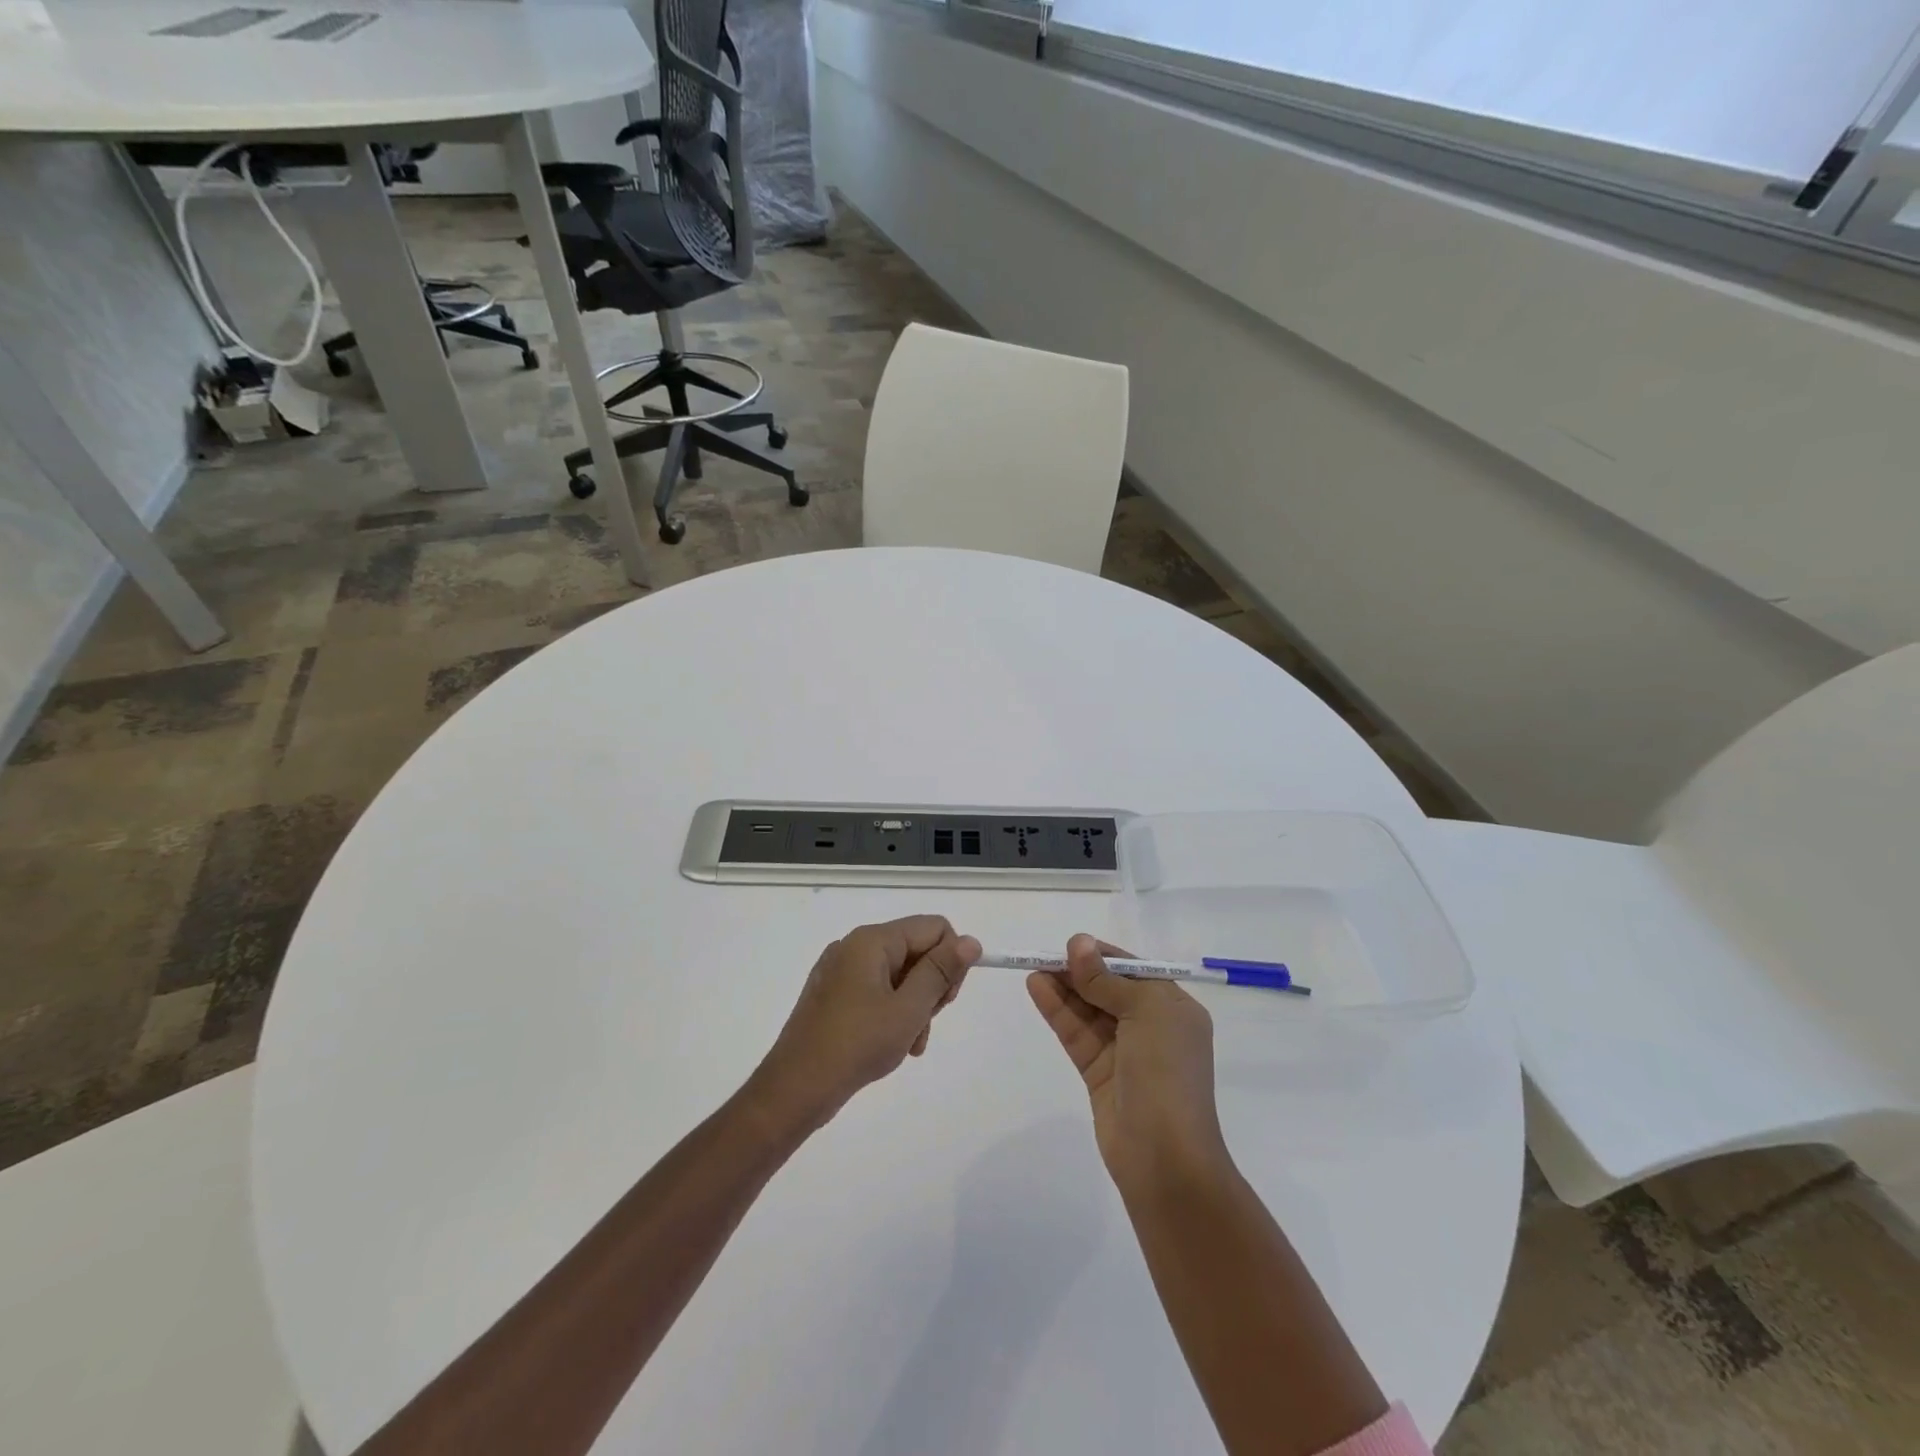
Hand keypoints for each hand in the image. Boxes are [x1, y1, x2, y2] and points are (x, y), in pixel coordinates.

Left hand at [753, 915, 981, 1131]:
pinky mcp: (833, 995)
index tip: (947, 999)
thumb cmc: (857, 1045)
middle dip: (931, 987)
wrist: (795, 1090)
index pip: (934, 928)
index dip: (951, 960)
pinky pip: (877, 992)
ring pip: (899, 975)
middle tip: (925, 1023)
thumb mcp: (909, 1009)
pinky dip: (892, 1013)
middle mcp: (854, 946)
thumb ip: (941, 971)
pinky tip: (893, 1045)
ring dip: (914, 1007)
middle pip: (916, 950)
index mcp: (872, 940)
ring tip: (910, 1043)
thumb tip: (971, 941)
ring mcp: (840, 971)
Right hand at [1026, 934, 1229, 1195]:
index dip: (1102, 955)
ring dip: (1063, 988)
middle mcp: (1152, 1026)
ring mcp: (1125, 1052)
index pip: (1134, 970)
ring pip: (1089, 1010)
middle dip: (1079, 971)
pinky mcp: (1099, 1073)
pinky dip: (1058, 1011)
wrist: (1165, 1158)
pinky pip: (1077, 1033)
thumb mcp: (1145, 1013)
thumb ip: (1106, 979)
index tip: (1071, 944)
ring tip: (1032, 967)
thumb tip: (1078, 942)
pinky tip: (1037, 989)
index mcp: (1174, 1008)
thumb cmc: (1166, 1073)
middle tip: (1044, 954)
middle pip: (1108, 988)